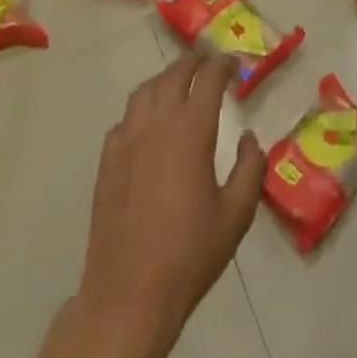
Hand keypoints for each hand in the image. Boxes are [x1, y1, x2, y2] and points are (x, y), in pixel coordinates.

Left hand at [74, 53, 265, 357]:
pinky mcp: (107, 162)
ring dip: (165, 79)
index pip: (207, 79)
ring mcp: (126, 141)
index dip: (223, 65)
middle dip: (193, 62)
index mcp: (190, 132)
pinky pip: (125, 119)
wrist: (128, 294)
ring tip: (180, 83)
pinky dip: (142, 108)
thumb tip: (249, 138)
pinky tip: (150, 124)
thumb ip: (250, 169)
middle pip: (173, 75)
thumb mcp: (236, 215)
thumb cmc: (190, 255)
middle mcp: (155, 125)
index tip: (234, 63)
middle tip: (209, 63)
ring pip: (144, 91)